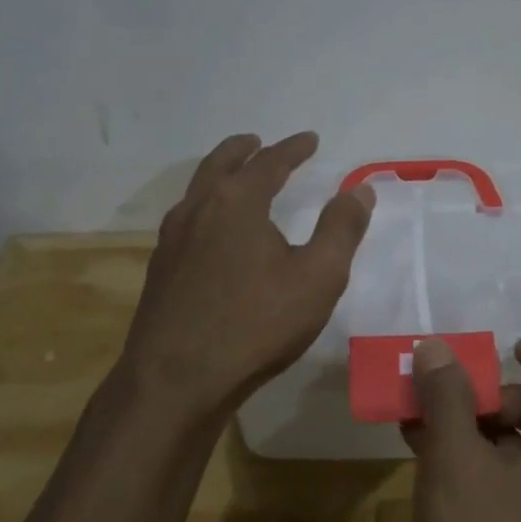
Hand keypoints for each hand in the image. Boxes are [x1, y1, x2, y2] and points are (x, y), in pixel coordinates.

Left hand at [114, 132, 372, 430]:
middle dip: (243, 150)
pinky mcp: (160, 270)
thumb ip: (341, 229)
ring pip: (197, 190)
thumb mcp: (318, 277)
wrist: (176, 382)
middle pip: (220, 164)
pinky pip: (186, 219)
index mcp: (237, 203)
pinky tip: (213, 230)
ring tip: (236, 178)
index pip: (269, 162)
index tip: (310, 139)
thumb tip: (360, 190)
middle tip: (259, 142)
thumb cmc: (256, 325)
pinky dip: (205, 206)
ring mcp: (172, 240)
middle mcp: (199, 210)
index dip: (293, 148)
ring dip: (220, 175)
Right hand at [402, 337, 520, 521]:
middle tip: (455, 397)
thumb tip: (436, 349)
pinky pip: (508, 488)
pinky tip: (419, 456)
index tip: (513, 353)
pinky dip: (471, 466)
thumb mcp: (459, 459)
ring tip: (418, 418)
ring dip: (474, 429)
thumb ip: (447, 396)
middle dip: (502, 396)